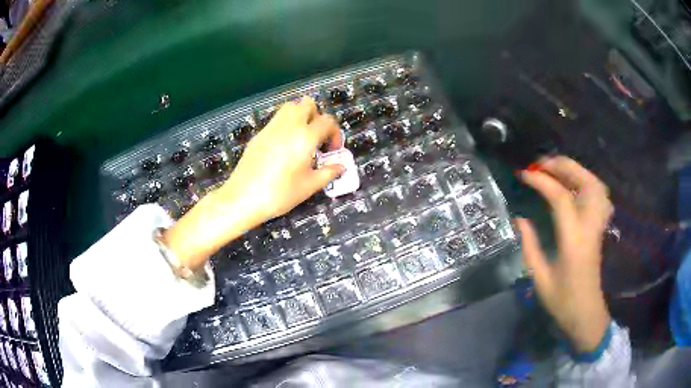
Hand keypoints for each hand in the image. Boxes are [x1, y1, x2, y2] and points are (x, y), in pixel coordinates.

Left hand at [219, 96, 343, 219]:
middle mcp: (289, 126)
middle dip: (317, 117)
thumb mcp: (309, 186)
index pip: (327, 121)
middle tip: (317, 138)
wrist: (243, 198)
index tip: (332, 150)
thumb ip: (328, 173)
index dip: (335, 133)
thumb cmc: (279, 194)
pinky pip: (277, 119)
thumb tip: (341, 166)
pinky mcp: (259, 134)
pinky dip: (286, 125)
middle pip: (308, 104)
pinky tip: (284, 147)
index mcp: (305, 137)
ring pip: (290, 107)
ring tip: (301, 139)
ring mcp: (271, 127)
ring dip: (301, 116)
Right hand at [516, 156, 613, 352]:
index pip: (561, 198)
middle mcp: (590, 227)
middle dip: (563, 166)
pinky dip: (587, 181)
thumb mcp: (539, 278)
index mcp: (573, 241)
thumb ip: (529, 246)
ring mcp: (598, 225)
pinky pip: (599, 194)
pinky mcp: (600, 227)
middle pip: (585, 182)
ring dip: (576, 170)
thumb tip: (520, 218)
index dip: (542, 181)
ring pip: (596, 185)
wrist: (586, 314)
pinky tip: (574, 185)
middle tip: (541, 163)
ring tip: (556, 169)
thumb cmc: (562, 301)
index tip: (524, 174)